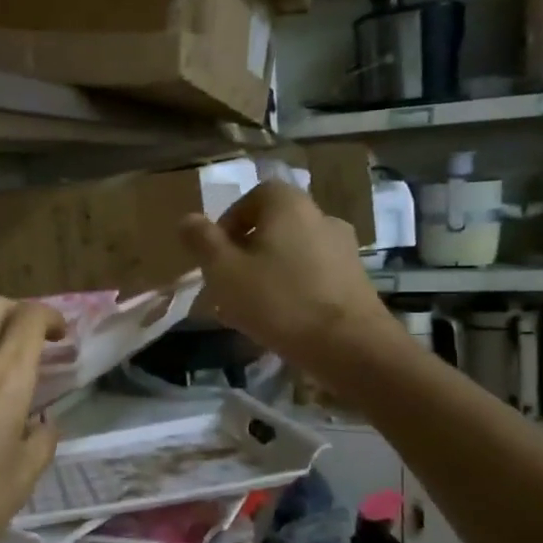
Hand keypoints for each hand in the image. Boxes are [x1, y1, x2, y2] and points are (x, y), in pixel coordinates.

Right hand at [179, 180, 405, 393]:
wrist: (350, 346)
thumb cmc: (278, 300)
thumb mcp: (224, 271)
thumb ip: (202, 241)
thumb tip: (187, 219)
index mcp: (289, 205)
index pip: (254, 196)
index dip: (229, 222)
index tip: (215, 255)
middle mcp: (321, 217)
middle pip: (272, 226)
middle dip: (245, 252)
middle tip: (227, 284)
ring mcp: (343, 248)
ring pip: (291, 253)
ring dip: (268, 272)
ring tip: (250, 308)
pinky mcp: (355, 279)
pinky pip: (312, 275)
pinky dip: (292, 288)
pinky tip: (281, 320)